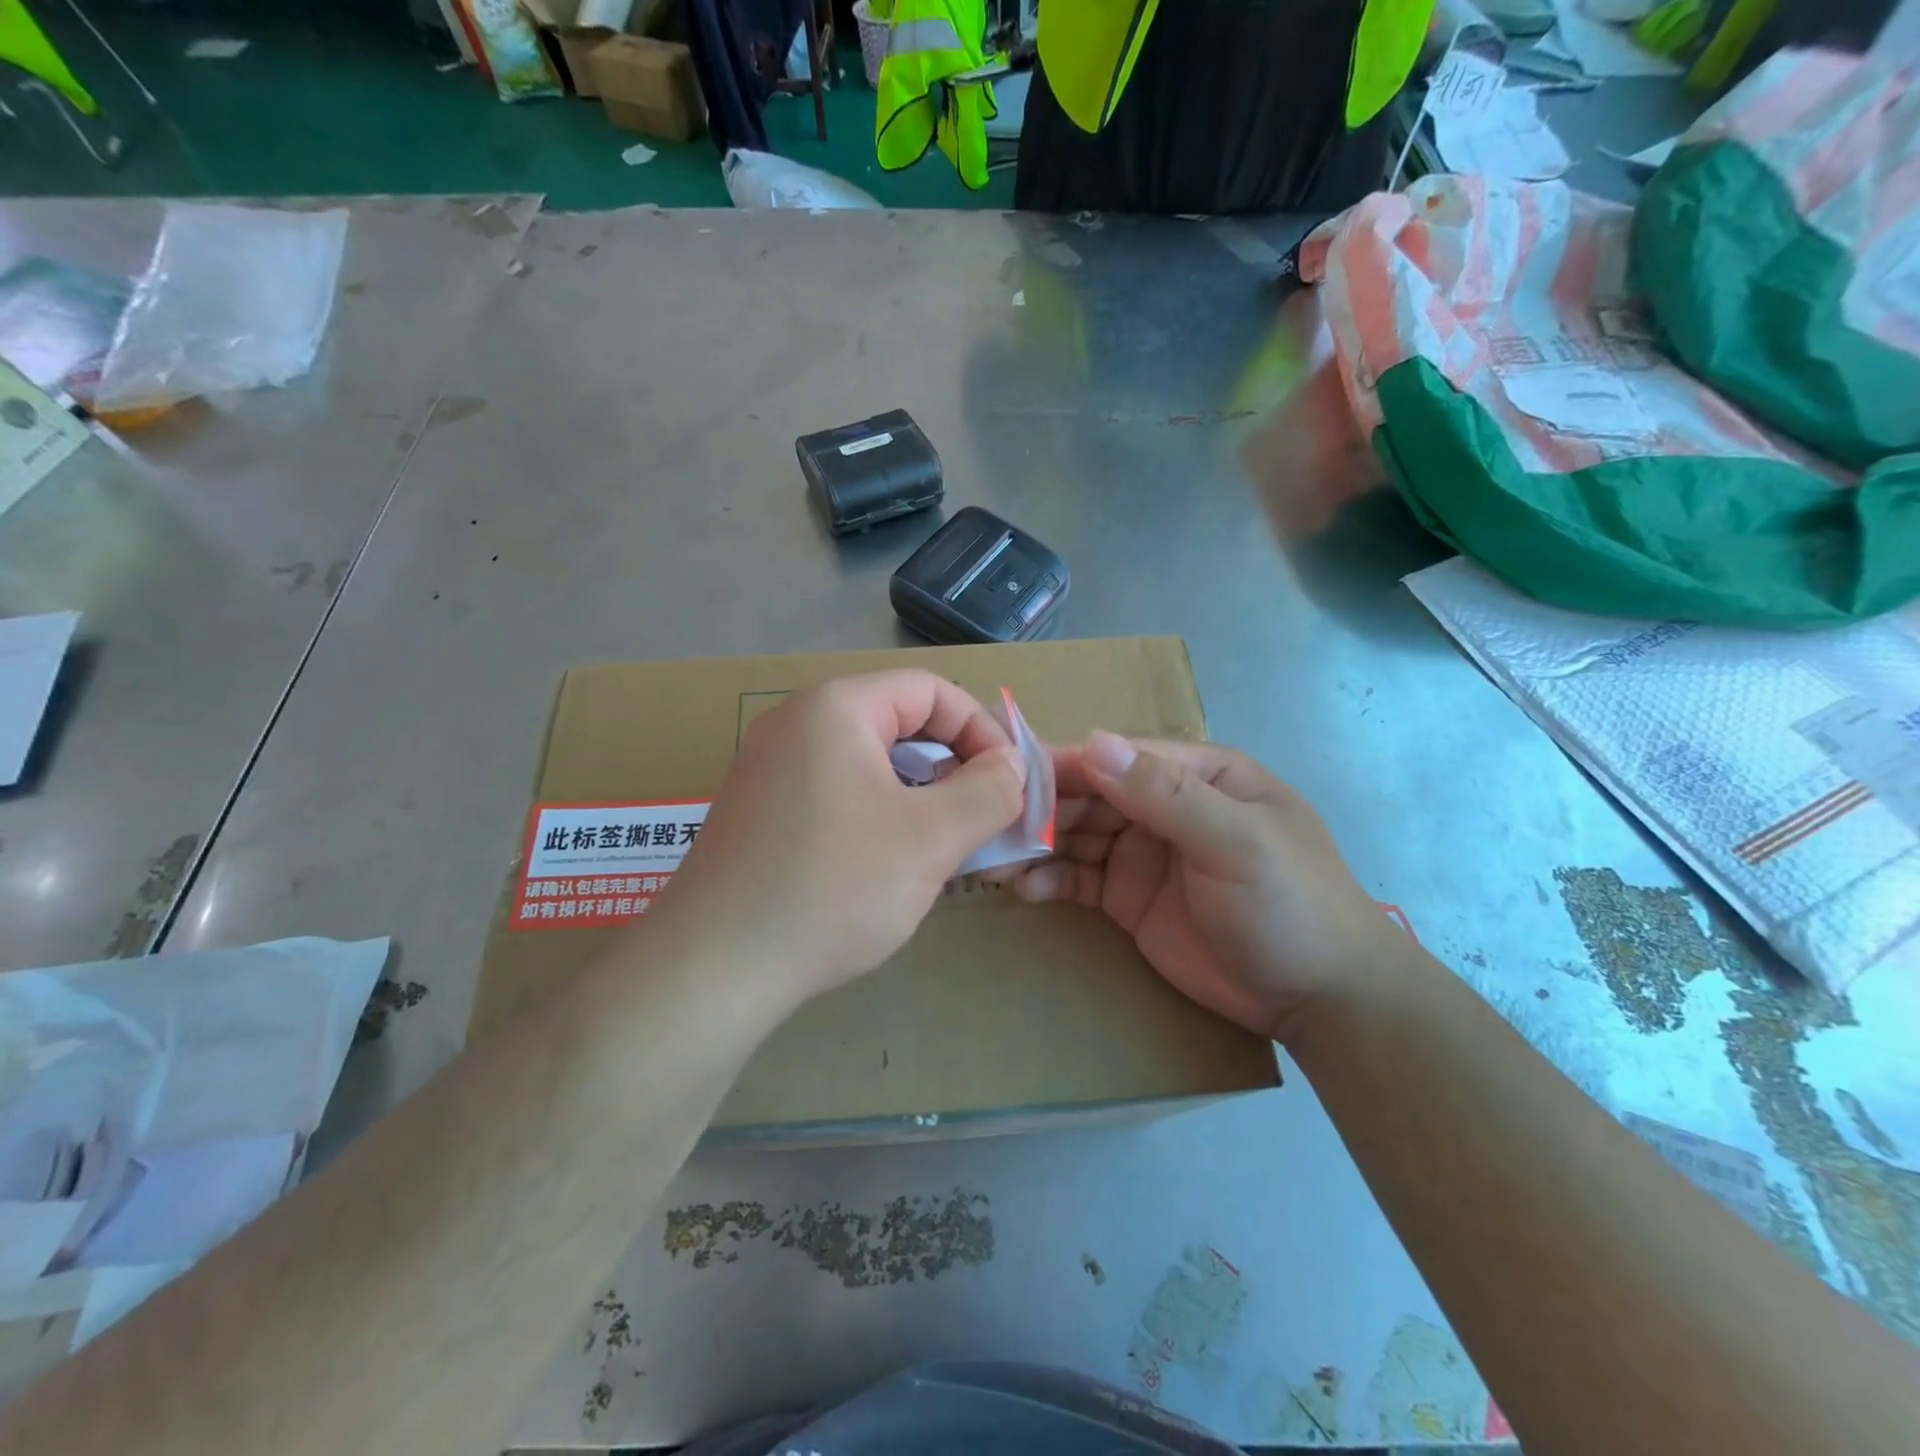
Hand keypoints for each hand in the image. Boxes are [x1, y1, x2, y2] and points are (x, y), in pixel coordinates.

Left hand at [645, 671, 1025, 1008]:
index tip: (1008, 784)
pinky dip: (878, 814)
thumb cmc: (831, 889)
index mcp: (835, 708)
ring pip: (869, 762)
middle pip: (898, 722)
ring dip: (918, 795)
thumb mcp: (930, 839)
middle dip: (952, 766)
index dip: (981, 729)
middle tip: (981, 818)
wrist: (712, 969)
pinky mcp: (759, 809)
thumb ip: (988, 792)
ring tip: (942, 847)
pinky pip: (836, 791)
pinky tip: (888, 865)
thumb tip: (1010, 766)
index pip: (930, 690)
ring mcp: (770, 766)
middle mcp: (796, 723)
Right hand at [1012, 733, 1402, 1041]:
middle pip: (1091, 794)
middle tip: (992, 826)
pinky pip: (1078, 878)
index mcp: (1198, 775)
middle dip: (1043, 808)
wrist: (1320, 999)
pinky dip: (1050, 879)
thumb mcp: (1235, 842)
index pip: (1121, 757)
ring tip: (994, 858)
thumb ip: (1165, 794)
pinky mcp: (1128, 897)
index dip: (1067, 764)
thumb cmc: (1289, 905)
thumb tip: (1093, 741)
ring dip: (1037, 843)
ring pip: (1077, 834)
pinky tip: (1023, 889)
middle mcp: (1164, 805)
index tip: (1012, 777)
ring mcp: (1143, 852)